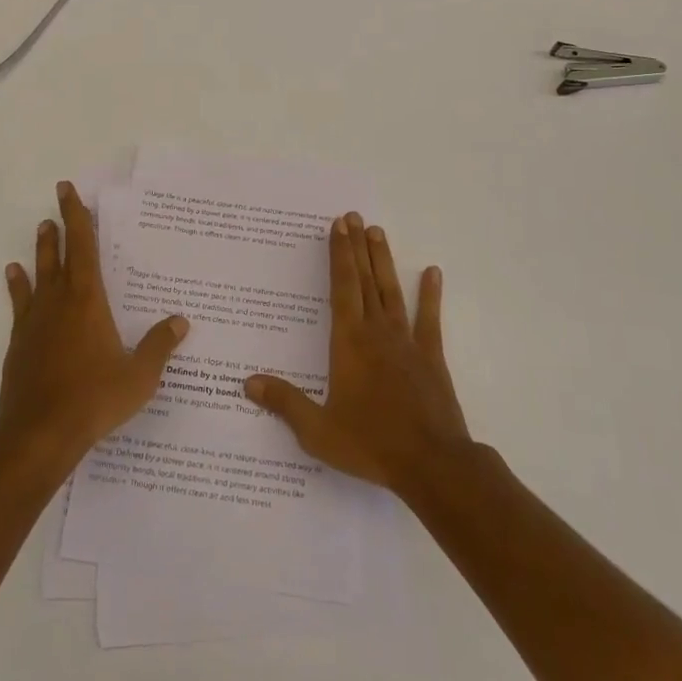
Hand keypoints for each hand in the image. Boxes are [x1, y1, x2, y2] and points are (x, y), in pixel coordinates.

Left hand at [0, 181, 188, 472]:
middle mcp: (59, 302)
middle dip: (60, 225)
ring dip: (40, 251)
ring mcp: (35, 321)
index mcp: (88, 300)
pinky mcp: (19, 342)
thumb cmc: (93, 399)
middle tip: (58, 201)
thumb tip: (181, 320)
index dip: (78, 217)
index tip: (69, 191)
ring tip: (40, 231)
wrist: (38, 434)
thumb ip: (159, 346)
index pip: (83, 247)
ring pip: (37, 274)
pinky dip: (18, 286)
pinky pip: (20, 304)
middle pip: (58, 254)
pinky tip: (15, 277)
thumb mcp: (138, 376)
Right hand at [245, 212, 470, 493]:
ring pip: (392, 291)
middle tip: (354, 217)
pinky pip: (429, 319)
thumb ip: (285, 403)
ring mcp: (407, 342)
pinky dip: (431, 295)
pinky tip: (433, 272)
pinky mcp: (431, 357)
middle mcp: (376, 332)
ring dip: (383, 260)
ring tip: (378, 231)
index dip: (338, 255)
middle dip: (357, 247)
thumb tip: (248, 382)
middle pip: (365, 280)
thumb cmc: (370, 444)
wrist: (432, 464)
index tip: (338, 226)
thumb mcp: (318, 431)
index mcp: (348, 342)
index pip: (341, 287)